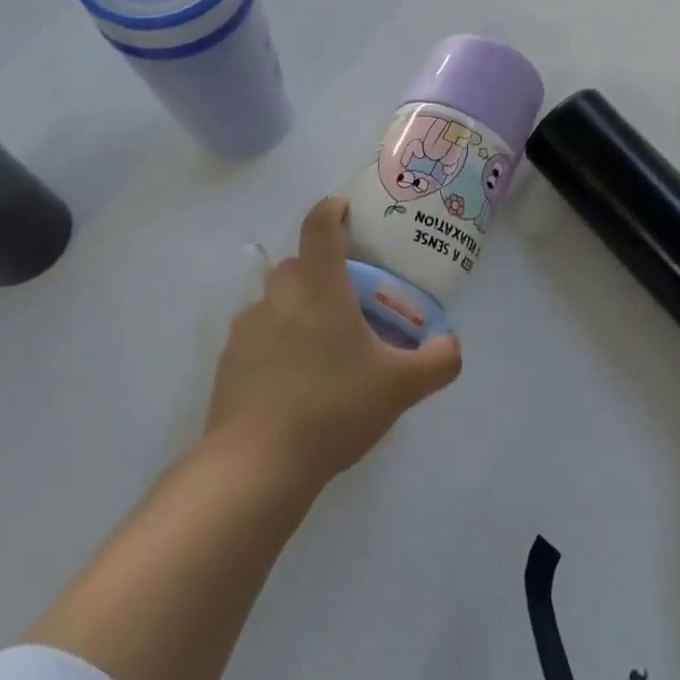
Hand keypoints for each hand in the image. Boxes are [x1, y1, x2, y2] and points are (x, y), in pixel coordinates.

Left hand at [204, 196, 461, 490]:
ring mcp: (247, 329)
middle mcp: (278, 296)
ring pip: (276, 300)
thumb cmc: (333, 408)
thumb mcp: (401, 386)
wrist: (254, 469)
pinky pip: (258, 336)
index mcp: (319, 285)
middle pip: (299, 263)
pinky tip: (296, 381)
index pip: (320, 225)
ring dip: (298, 308)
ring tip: (324, 345)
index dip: (333, 209)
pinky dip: (277, 343)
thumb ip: (439, 360)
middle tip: (351, 297)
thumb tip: (451, 343)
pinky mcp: (228, 363)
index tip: (347, 212)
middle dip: (323, 269)